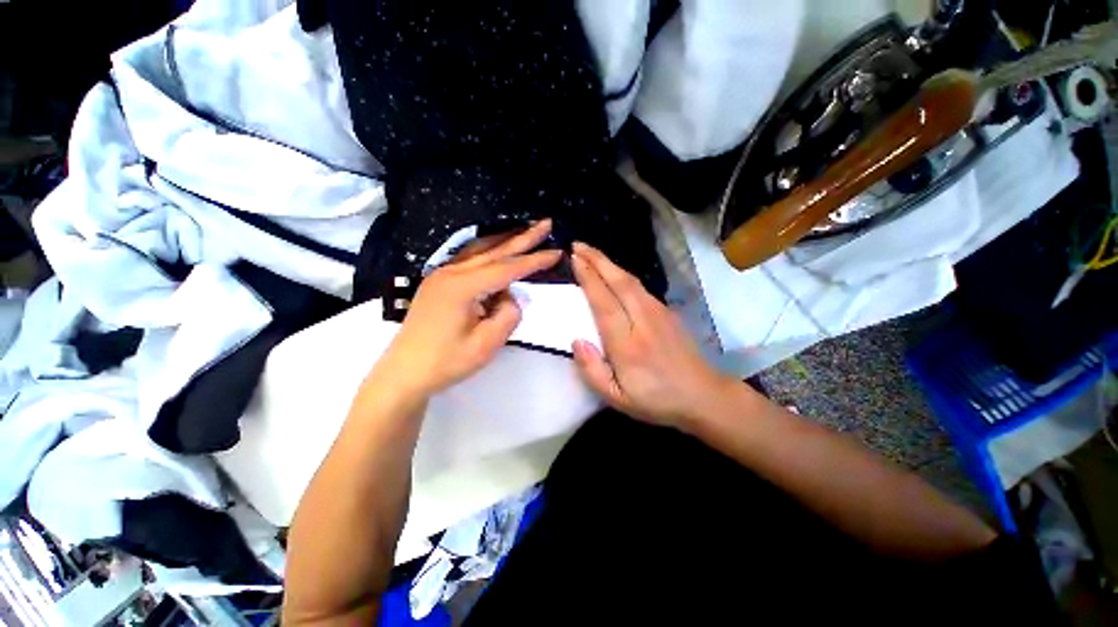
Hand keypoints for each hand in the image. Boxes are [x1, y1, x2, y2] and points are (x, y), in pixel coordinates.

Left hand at [376, 220, 561, 397]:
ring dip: (505, 240)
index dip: (534, 260)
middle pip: (494, 251)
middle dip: (523, 237)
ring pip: (480, 251)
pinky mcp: (438, 282)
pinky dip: (488, 251)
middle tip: (545, 223)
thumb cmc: (446, 362)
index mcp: (462, 287)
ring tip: (526, 231)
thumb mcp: (486, 344)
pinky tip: (497, 250)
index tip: (557, 252)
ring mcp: (442, 275)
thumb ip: (508, 315)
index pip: (507, 268)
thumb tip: (510, 296)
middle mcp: (451, 273)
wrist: (405, 373)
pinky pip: (469, 260)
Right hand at [570, 242, 734, 429]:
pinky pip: (640, 287)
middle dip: (597, 260)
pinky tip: (614, 273)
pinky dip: (622, 274)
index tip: (574, 260)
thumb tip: (576, 341)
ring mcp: (659, 313)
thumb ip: (592, 371)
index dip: (589, 279)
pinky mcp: (667, 312)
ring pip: (631, 280)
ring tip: (591, 254)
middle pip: (619, 282)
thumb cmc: (656, 400)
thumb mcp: (617, 398)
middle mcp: (643, 321)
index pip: (604, 303)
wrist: (703, 396)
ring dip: (610, 264)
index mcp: (627, 345)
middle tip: (578, 246)